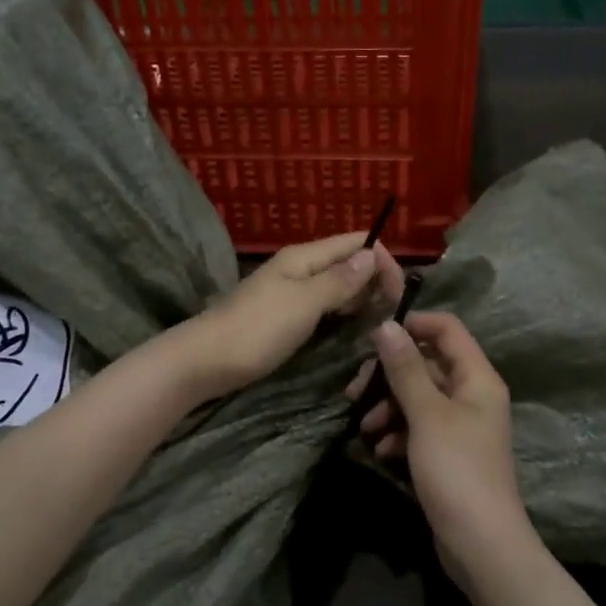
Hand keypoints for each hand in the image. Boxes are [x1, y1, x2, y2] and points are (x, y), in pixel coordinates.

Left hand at [180, 233, 404, 399]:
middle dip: (374, 280)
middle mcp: (299, 269)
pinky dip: (342, 313)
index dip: (381, 258)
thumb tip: (370, 255)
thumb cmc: (257, 329)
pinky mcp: (285, 318)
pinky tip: (353, 329)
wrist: (205, 362)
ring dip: (360, 298)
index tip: (400, 291)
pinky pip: (323, 307)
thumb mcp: (303, 303)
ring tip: (381, 321)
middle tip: (394, 312)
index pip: (354, 243)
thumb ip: (339, 281)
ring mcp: (291, 294)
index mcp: (304, 257)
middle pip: (347, 263)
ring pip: (336, 287)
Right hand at [352, 311, 535, 573]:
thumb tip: (386, 324)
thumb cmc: (456, 470)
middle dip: (389, 375)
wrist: (481, 544)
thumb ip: (405, 368)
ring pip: (417, 398)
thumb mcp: (427, 415)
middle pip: (426, 364)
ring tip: (364, 427)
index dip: (413, 325)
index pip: (447, 329)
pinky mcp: (447, 453)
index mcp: (477, 378)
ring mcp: (460, 426)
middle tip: (355, 391)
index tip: (373, 337)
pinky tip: (379, 449)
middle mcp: (472, 395)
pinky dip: (397, 433)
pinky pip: (418, 428)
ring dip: (388, 407)